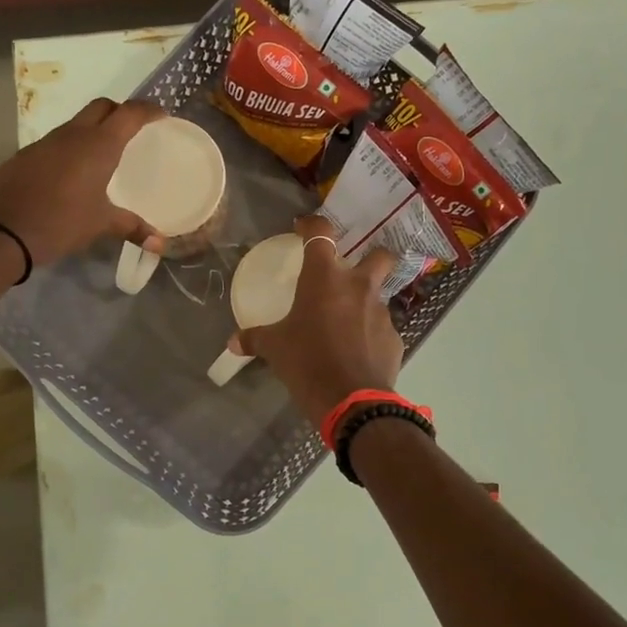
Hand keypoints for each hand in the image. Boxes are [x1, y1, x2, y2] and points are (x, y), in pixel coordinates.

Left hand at [0, 98, 165, 266]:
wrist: (0, 231)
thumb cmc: (60, 222)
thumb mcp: (100, 225)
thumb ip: (131, 227)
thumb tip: (160, 244)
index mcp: (98, 145)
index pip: (129, 113)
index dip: (148, 110)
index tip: (161, 115)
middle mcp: (72, 135)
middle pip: (101, 107)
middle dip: (119, 112)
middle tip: (132, 131)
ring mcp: (45, 143)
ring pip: (76, 124)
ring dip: (92, 131)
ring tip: (103, 156)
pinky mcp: (25, 156)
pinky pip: (55, 143)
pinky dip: (70, 149)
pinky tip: (71, 175)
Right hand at [231, 214, 404, 420]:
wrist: (351, 401)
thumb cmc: (307, 362)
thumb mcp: (275, 348)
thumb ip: (255, 338)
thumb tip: (232, 343)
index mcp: (325, 278)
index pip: (321, 234)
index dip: (313, 225)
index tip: (303, 227)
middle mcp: (358, 287)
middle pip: (379, 255)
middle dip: (371, 257)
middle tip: (352, 273)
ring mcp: (381, 312)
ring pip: (379, 296)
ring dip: (365, 304)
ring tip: (347, 325)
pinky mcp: (394, 339)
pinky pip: (382, 330)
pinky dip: (371, 336)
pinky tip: (357, 354)